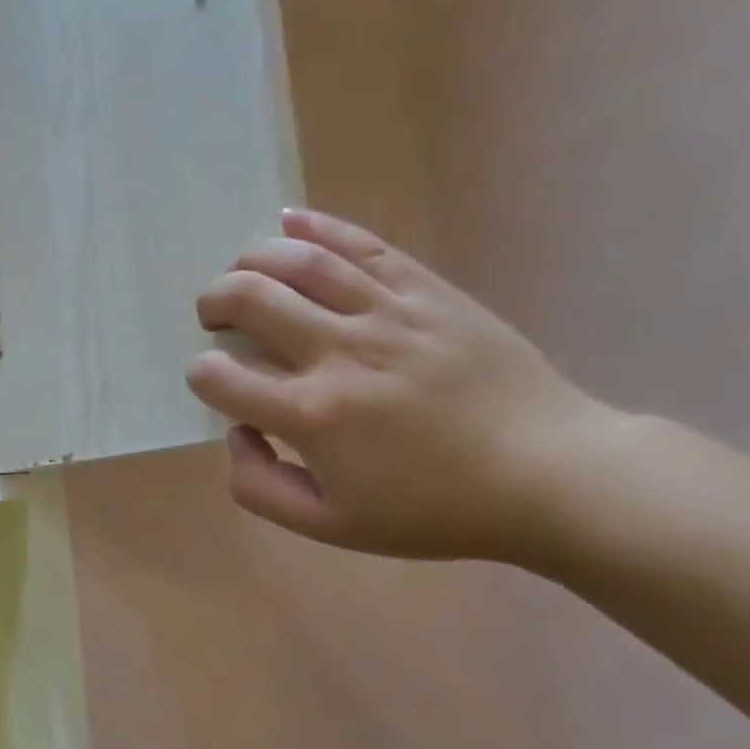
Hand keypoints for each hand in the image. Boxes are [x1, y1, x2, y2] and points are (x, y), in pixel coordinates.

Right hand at [186, 208, 616, 561]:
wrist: (547, 474)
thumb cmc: (432, 508)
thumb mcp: (330, 526)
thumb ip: (259, 486)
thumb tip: (237, 432)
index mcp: (311, 415)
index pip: (218, 376)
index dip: (201, 375)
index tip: (214, 383)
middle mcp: (339, 352)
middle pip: (248, 298)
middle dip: (214, 303)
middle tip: (217, 318)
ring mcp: (386, 313)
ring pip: (298, 261)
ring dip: (251, 261)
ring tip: (243, 275)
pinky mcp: (426, 290)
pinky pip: (362, 245)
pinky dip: (317, 227)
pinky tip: (288, 222)